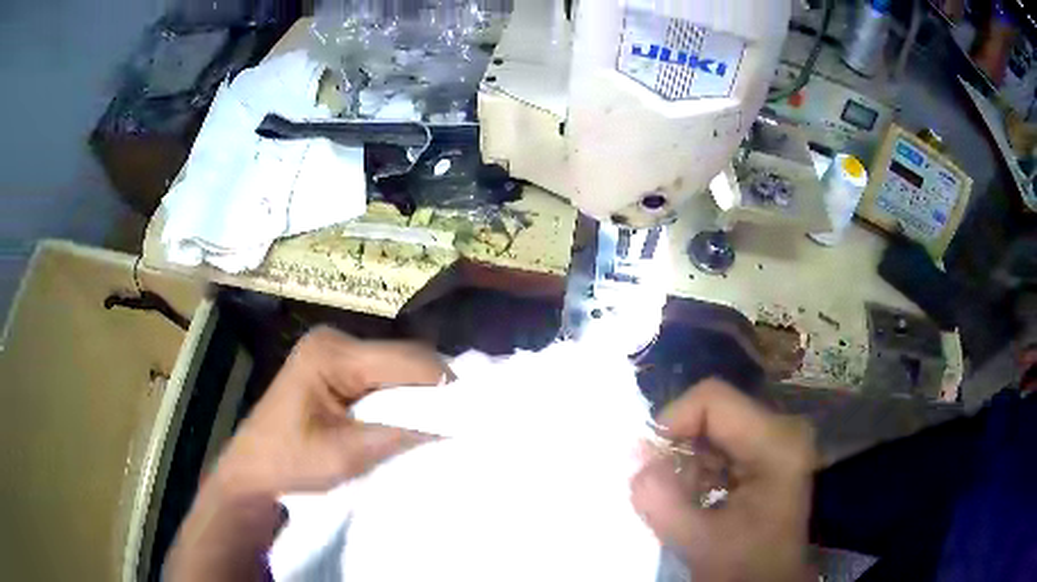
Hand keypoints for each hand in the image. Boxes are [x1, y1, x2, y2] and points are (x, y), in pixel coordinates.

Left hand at [208, 326, 450, 498]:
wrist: (253, 472)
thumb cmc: (289, 463)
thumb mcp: (346, 455)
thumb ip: (400, 434)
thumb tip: (455, 426)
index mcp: (331, 353)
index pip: (405, 359)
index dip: (443, 386)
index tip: (473, 415)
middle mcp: (335, 340)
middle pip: (403, 357)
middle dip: (433, 389)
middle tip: (460, 422)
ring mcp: (334, 351)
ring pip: (396, 366)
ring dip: (419, 394)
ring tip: (441, 422)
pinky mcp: (335, 366)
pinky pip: (381, 375)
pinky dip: (401, 396)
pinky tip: (411, 417)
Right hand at [631, 380, 815, 581]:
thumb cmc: (743, 567)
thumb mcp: (697, 541)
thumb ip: (660, 499)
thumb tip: (634, 454)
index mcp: (777, 443)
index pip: (712, 399)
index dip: (672, 421)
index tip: (649, 461)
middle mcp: (784, 429)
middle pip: (713, 411)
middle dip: (678, 447)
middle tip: (665, 486)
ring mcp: (779, 438)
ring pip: (714, 426)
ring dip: (687, 459)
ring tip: (683, 497)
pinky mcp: (770, 451)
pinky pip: (723, 442)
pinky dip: (699, 466)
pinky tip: (698, 496)